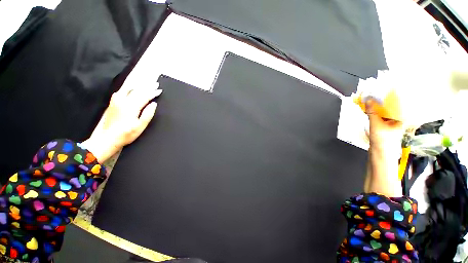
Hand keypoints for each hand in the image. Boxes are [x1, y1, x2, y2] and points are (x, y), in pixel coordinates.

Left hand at [81, 84, 162, 162]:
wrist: (108, 138)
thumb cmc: (127, 133)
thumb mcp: (141, 126)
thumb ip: (148, 114)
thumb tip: (153, 104)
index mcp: (132, 106)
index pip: (145, 96)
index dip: (153, 92)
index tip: (160, 90)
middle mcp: (123, 101)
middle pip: (137, 91)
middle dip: (147, 87)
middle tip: (155, 83)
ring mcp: (116, 101)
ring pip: (129, 89)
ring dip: (139, 86)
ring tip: (145, 84)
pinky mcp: (112, 103)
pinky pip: (122, 91)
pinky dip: (129, 88)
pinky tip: (131, 88)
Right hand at [364, 102, 403, 196]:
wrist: (380, 155)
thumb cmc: (382, 141)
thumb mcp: (376, 125)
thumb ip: (372, 112)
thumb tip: (368, 100)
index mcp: (401, 118)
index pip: (399, 103)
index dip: (392, 95)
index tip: (385, 88)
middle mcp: (399, 120)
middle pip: (391, 106)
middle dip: (383, 99)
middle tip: (375, 93)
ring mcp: (392, 124)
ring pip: (385, 111)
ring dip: (378, 106)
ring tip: (372, 99)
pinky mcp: (385, 127)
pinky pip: (381, 116)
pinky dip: (375, 112)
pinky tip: (370, 108)